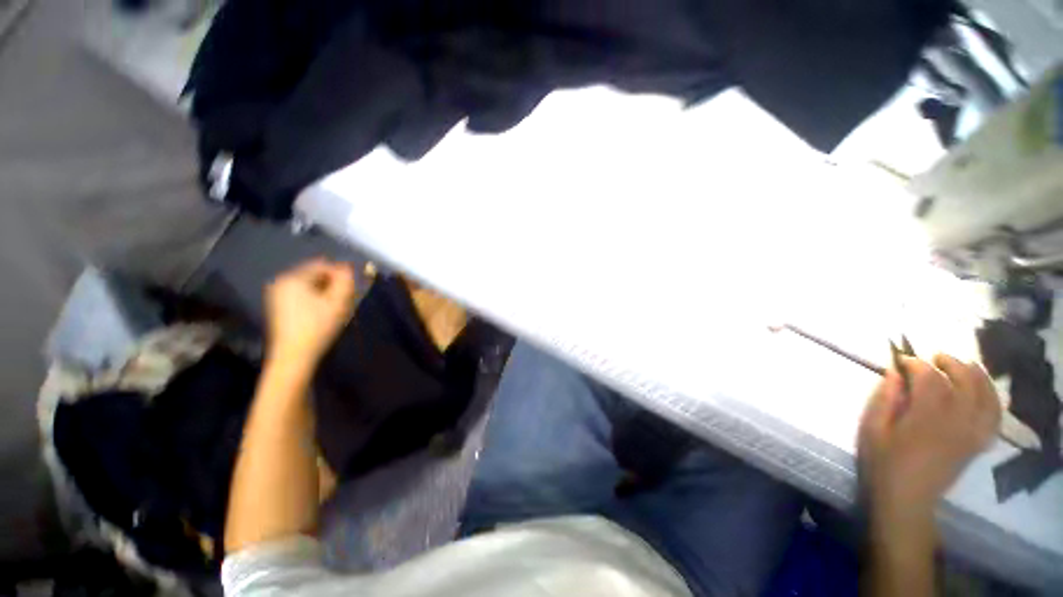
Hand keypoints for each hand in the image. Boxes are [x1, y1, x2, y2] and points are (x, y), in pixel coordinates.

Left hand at [264, 258, 356, 368]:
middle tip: (347, 298)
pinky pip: (302, 294)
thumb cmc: (318, 326)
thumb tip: (348, 267)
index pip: (323, 265)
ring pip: (309, 285)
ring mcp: (278, 295)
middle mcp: (282, 282)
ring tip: (337, 306)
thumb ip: (345, 280)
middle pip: (315, 274)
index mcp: (293, 277)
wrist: (294, 356)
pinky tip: (324, 312)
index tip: (353, 287)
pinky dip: (315, 298)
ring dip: (326, 291)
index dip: (341, 273)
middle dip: (333, 283)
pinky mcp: (279, 307)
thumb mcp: (338, 301)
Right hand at [858, 355, 999, 525]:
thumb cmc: (883, 461)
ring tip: (963, 365)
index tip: (901, 360)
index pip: (930, 378)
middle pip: (965, 381)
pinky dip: (991, 398)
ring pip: (986, 395)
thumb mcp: (872, 429)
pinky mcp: (977, 443)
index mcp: (927, 417)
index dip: (916, 364)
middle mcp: (957, 421)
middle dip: (950, 363)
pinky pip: (994, 416)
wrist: (907, 499)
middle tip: (934, 357)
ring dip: (976, 375)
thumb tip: (895, 373)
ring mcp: (972, 433)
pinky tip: (982, 391)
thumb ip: (884, 399)